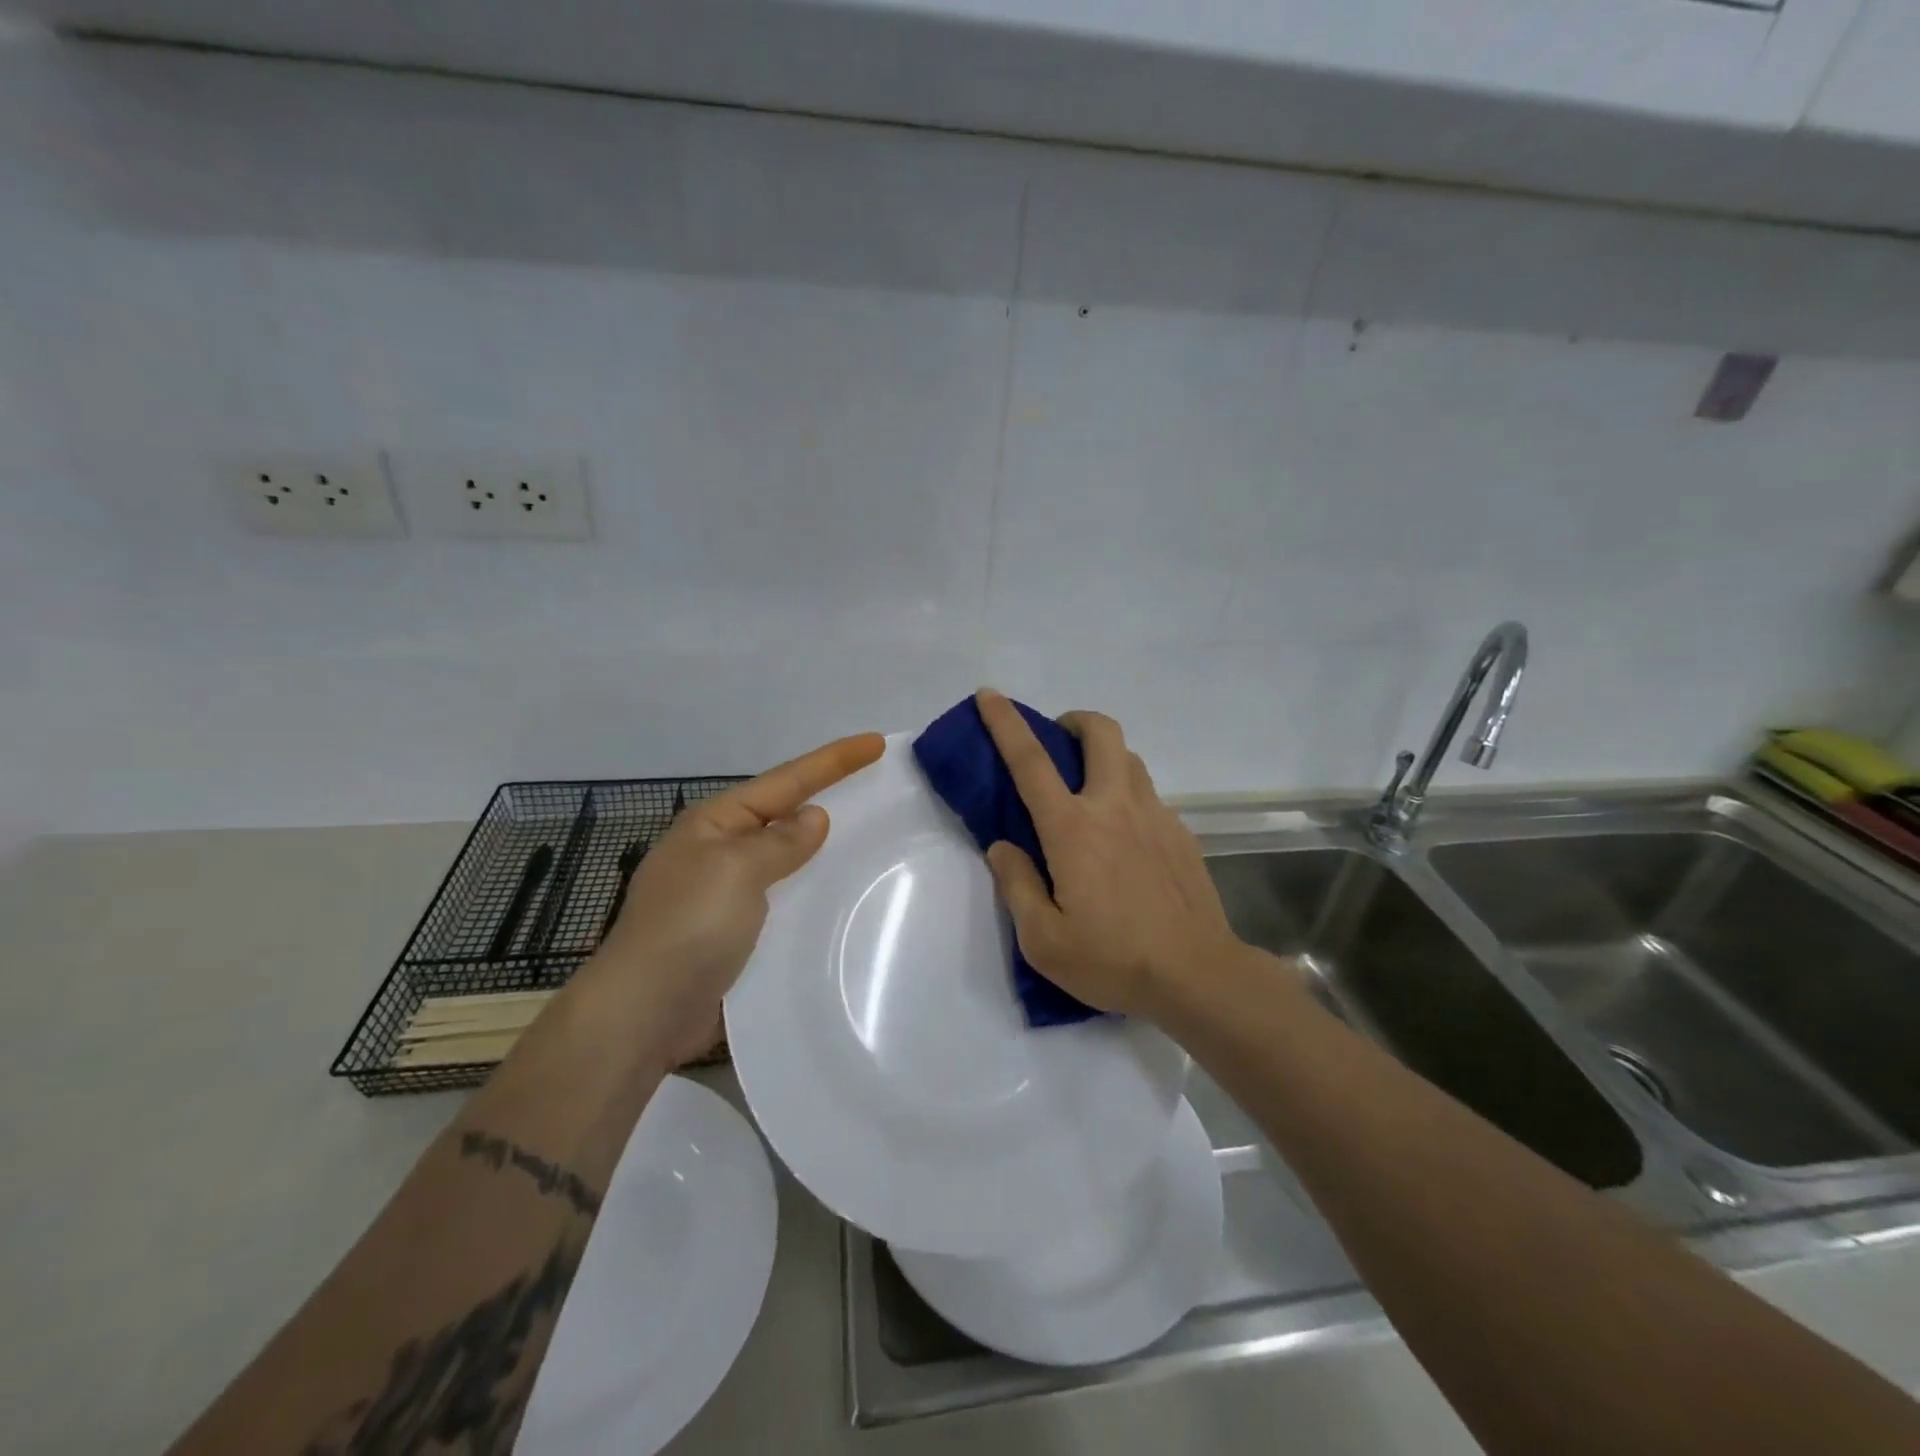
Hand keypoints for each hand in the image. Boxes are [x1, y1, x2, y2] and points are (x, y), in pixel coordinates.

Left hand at [580, 732, 885, 1062]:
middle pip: (783, 813)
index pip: (785, 781)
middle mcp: (717, 851)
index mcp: (714, 824)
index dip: (833, 761)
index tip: (876, 743)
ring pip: (784, 858)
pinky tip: (834, 898)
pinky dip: (807, 892)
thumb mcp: (737, 870)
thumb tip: (814, 818)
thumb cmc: (689, 927)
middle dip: (826, 797)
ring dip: (819, 849)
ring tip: (866, 840)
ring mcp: (722, 894)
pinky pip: (781, 898)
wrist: (644, 1013)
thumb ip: (780, 842)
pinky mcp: (731, 933)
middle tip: (875, 788)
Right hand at [975, 690, 1243, 1019]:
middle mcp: (1115, 807)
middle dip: (1074, 721)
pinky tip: (1125, 840)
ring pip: (1129, 758)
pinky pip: (1148, 796)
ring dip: (1103, 756)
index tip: (989, 695)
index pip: (1031, 761)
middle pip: (1101, 732)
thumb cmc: (1113, 960)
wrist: (1198, 976)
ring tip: (1088, 792)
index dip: (1005, 723)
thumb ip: (1016, 885)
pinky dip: (1127, 796)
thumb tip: (1003, 847)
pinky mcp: (1181, 833)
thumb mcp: (1043, 941)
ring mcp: (1155, 816)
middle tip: (1057, 744)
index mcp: (1073, 829)